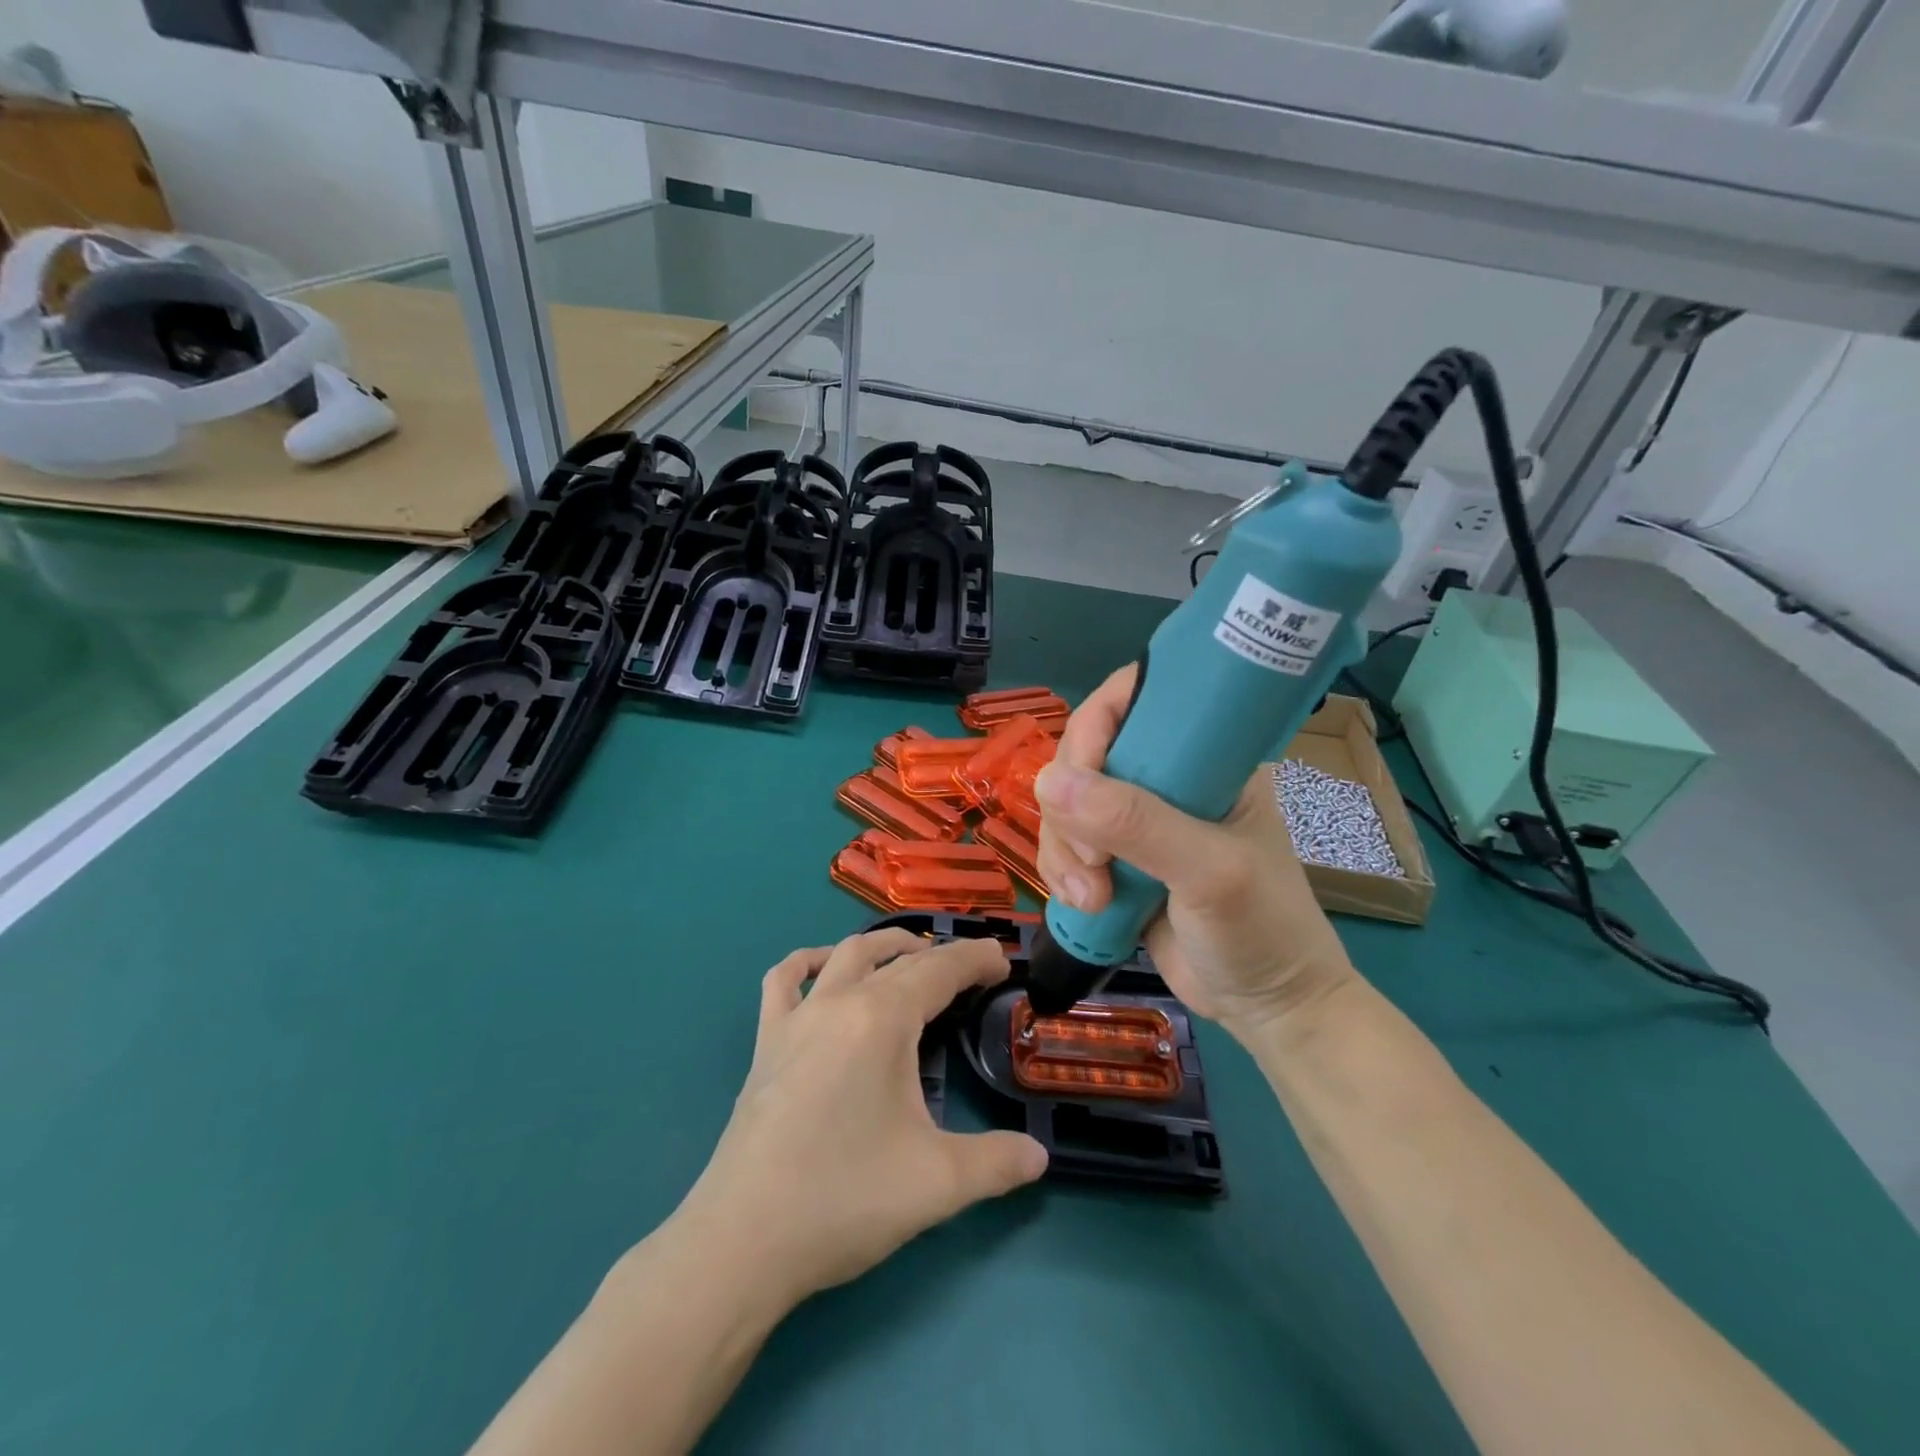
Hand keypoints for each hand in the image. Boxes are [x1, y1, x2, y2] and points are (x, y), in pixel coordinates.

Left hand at [669, 930, 1047, 1311]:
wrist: (741, 1241)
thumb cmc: (843, 1199)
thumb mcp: (938, 1184)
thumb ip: (998, 1163)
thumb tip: (1039, 1155)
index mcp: (882, 1019)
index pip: (940, 971)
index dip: (976, 960)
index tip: (1003, 962)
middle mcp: (838, 1002)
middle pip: (897, 959)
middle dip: (940, 956)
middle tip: (971, 970)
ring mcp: (796, 1019)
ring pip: (845, 955)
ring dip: (884, 948)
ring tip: (912, 957)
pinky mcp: (766, 1043)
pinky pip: (784, 980)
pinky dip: (809, 963)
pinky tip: (824, 971)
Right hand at [1034, 664, 1358, 1041]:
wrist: (1269, 1006)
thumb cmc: (1263, 927)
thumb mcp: (1209, 871)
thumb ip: (1136, 824)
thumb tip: (1047, 782)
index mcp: (1204, 754)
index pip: (1132, 702)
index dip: (1093, 730)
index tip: (1081, 781)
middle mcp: (1166, 775)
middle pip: (1083, 756)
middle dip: (1072, 809)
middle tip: (1093, 860)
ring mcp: (1137, 820)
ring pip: (1064, 804)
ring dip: (1063, 850)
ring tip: (1092, 897)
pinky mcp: (1115, 858)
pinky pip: (1062, 844)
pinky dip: (1060, 872)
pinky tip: (1087, 905)